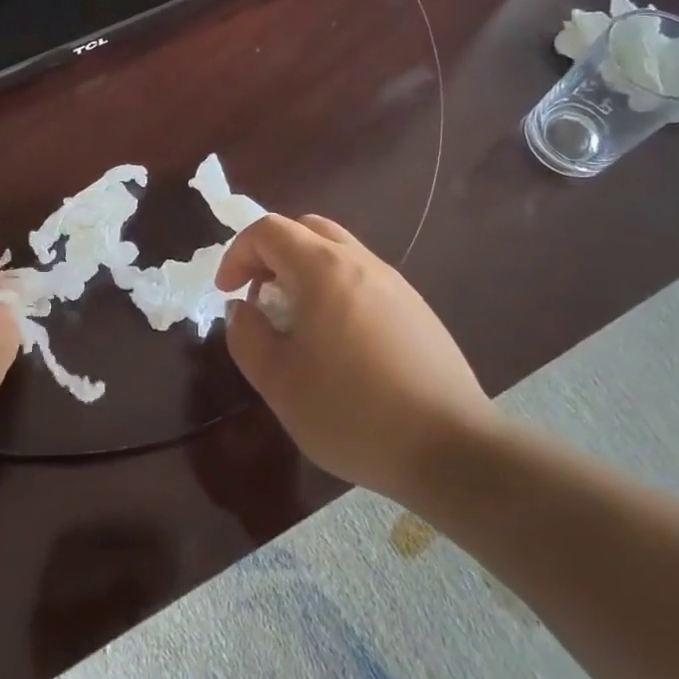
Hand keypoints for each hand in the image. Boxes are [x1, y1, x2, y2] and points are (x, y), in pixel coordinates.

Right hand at [215, 215, 496, 502]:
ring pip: (338, 252)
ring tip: (297, 324)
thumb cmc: (352, 412)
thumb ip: (247, 336)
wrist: (451, 448)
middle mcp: (360, 262)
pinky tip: (339, 344)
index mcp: (322, 269)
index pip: (268, 230)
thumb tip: (242, 309)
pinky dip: (335, 290)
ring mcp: (394, 283)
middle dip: (272, 255)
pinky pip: (363, 279)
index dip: (238, 254)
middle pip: (306, 229)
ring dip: (304, 272)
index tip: (228, 293)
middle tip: (261, 298)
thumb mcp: (279, 383)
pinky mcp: (416, 308)